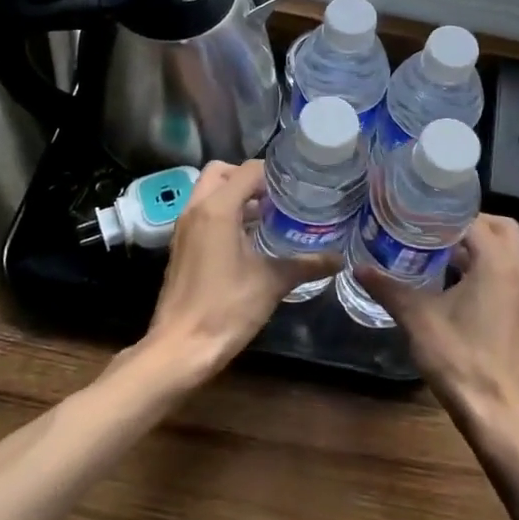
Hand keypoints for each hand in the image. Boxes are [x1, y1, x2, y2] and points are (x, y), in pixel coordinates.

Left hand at [144, 159, 338, 382]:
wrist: (180, 348)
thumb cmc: (226, 309)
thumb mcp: (272, 283)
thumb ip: (306, 265)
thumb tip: (338, 259)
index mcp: (217, 209)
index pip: (247, 170)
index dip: (274, 173)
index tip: (298, 186)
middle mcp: (195, 210)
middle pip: (221, 172)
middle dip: (249, 178)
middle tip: (277, 197)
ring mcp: (183, 228)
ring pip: (208, 192)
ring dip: (235, 196)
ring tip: (268, 215)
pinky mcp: (180, 246)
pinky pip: (203, 214)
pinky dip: (223, 214)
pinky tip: (249, 239)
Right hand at [356, 213, 518, 440]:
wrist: (499, 415)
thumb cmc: (461, 359)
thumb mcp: (418, 319)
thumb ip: (389, 289)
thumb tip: (358, 267)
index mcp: (497, 264)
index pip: (476, 219)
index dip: (446, 213)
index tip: (417, 211)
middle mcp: (516, 273)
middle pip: (500, 229)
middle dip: (469, 224)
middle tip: (432, 228)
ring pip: (503, 254)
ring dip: (474, 248)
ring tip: (432, 252)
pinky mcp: (517, 316)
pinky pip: (501, 276)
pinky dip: (479, 270)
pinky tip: (445, 286)